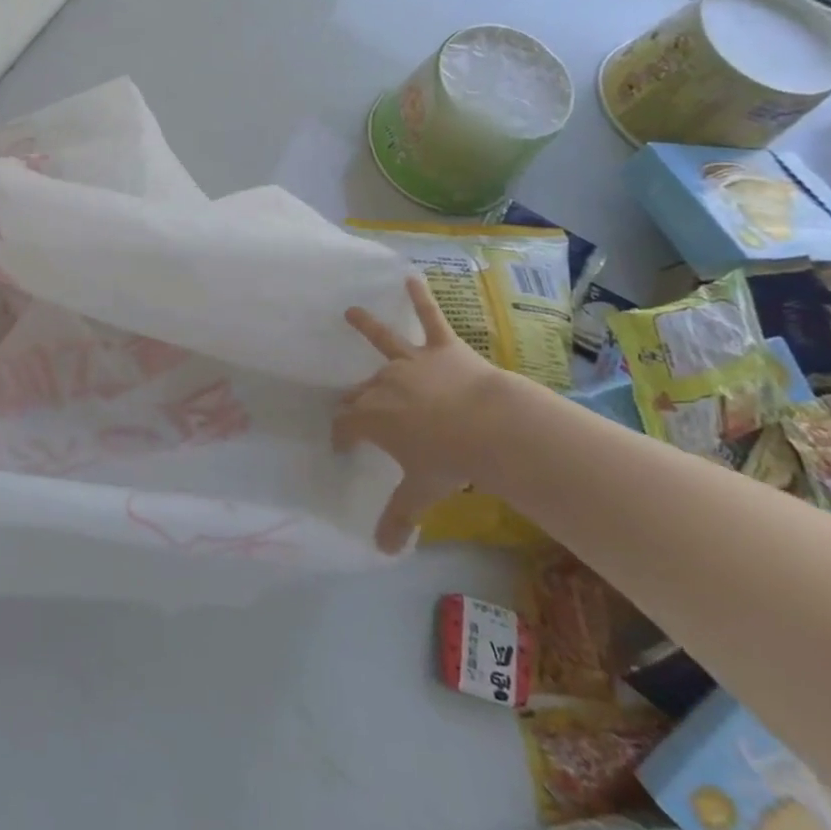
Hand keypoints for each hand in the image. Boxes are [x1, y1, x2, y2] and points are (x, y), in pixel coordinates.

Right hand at [334, 275, 539, 552]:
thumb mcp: (421, 493)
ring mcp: (412, 361)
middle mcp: (384, 382)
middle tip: (351, 402)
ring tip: (350, 311)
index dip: (341, 434)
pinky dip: (421, 299)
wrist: (490, 427)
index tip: (341, 444)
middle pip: (361, 387)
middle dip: (353, 396)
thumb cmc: (450, 461)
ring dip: (367, 325)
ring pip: (384, 340)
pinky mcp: (442, 347)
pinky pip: (430, 318)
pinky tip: (413, 278)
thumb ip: (399, 519)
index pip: (346, 423)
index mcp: (374, 416)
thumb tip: (382, 552)